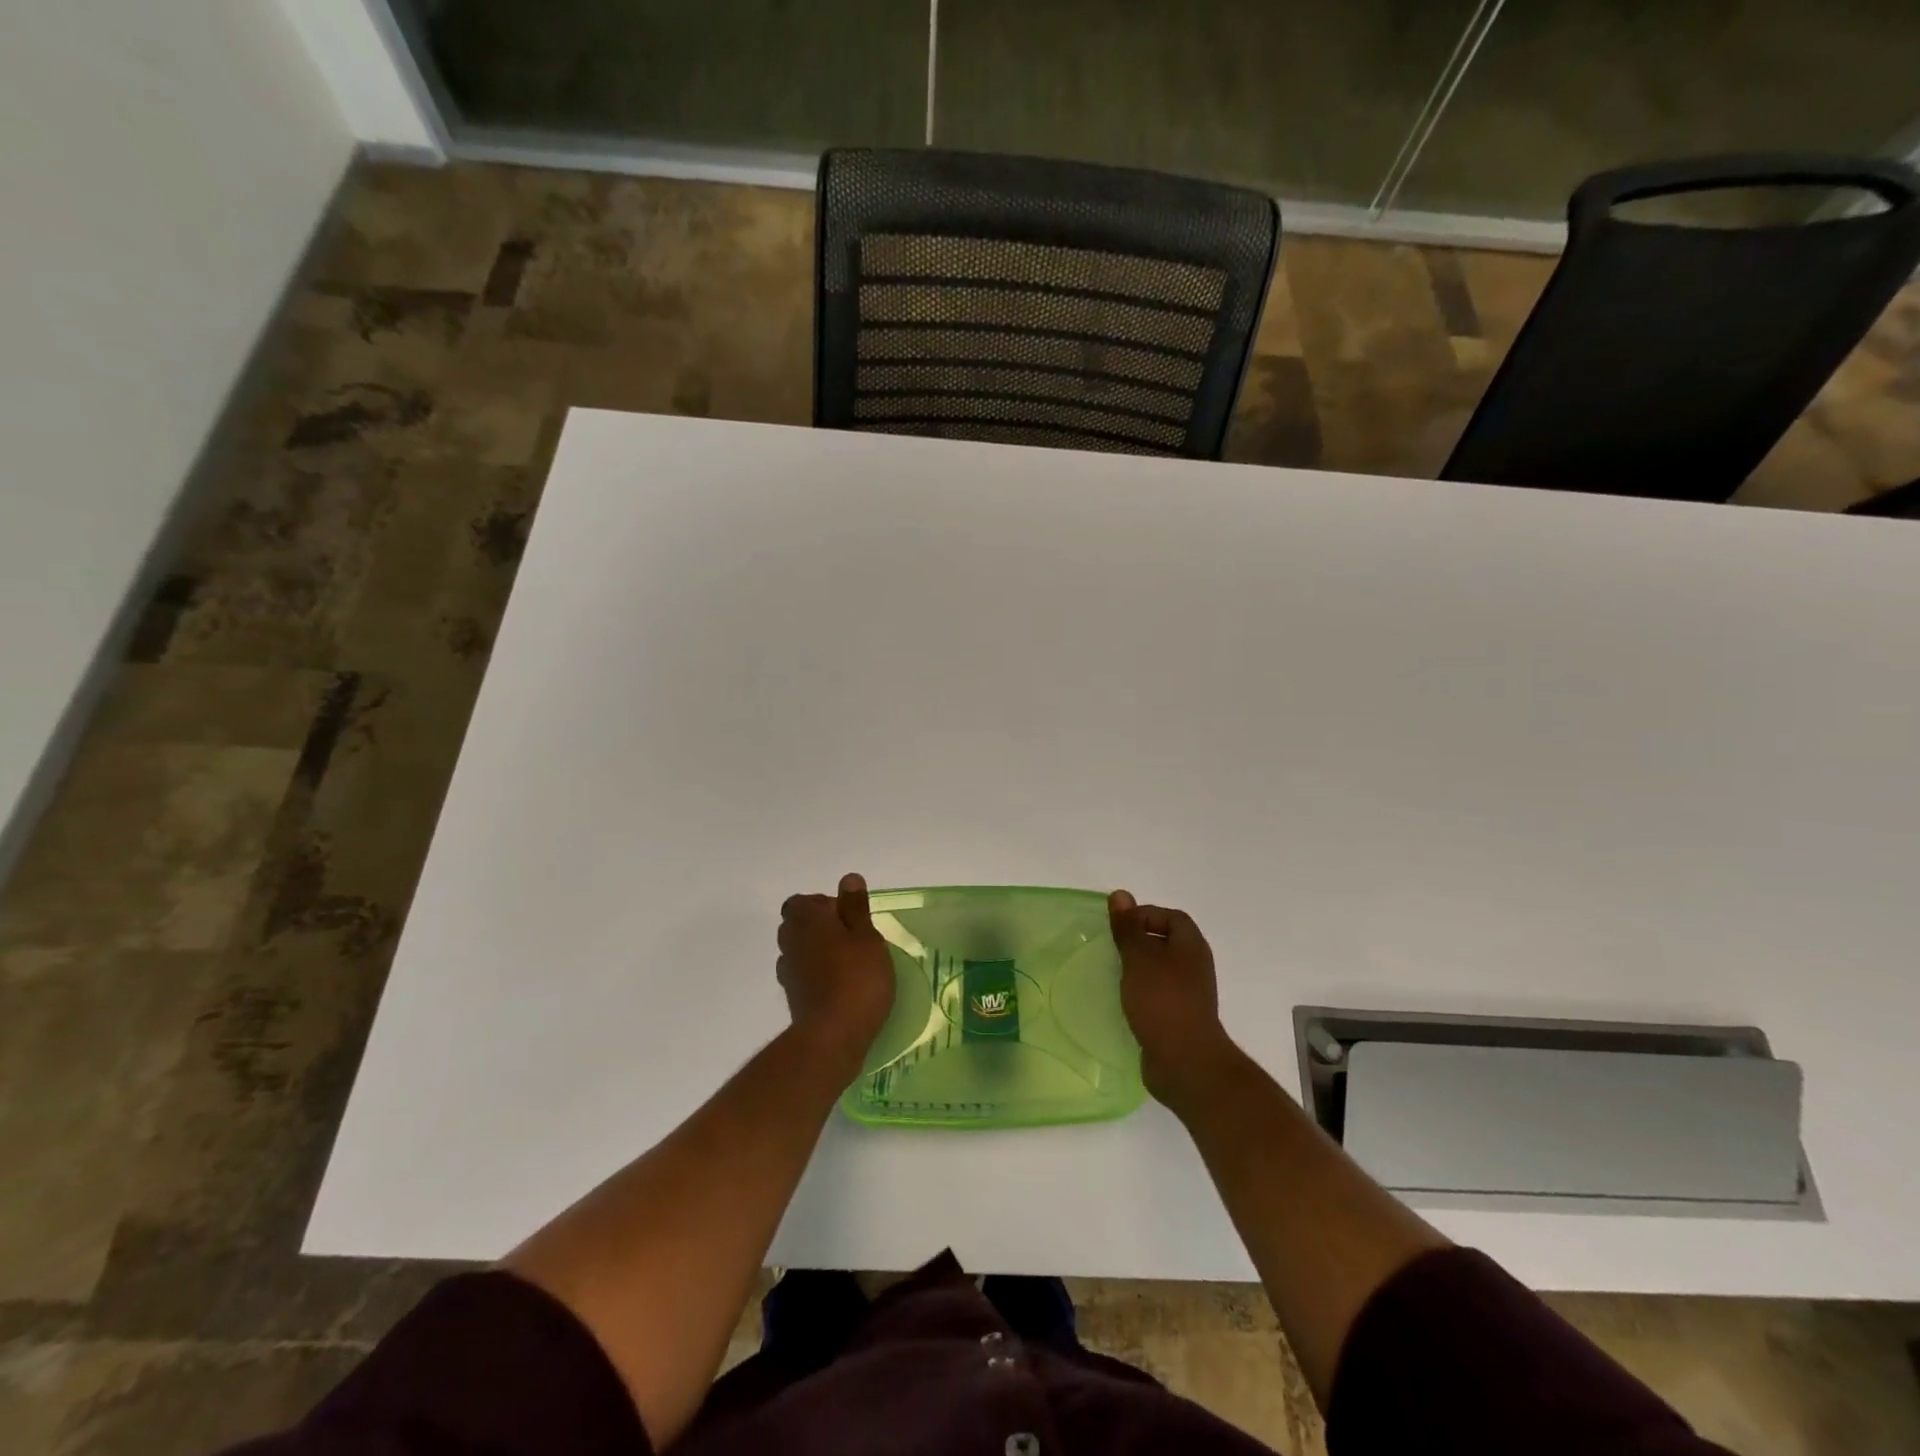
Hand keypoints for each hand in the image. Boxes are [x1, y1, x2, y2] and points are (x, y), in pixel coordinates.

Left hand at [778, 873, 896, 1066]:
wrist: (832, 1037)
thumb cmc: (856, 978)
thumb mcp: (867, 937)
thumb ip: (856, 907)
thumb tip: (848, 879)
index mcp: (807, 921)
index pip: (801, 902)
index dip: (823, 904)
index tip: (848, 916)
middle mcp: (791, 942)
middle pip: (797, 924)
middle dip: (820, 926)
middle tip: (852, 937)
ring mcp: (788, 972)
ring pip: (799, 950)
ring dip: (817, 950)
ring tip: (848, 961)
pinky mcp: (794, 998)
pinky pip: (802, 974)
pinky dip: (816, 973)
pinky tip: (840, 984)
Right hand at [1109, 891, 1240, 1111]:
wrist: (1185, 1062)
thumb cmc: (1162, 1001)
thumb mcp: (1139, 958)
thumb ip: (1128, 927)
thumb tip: (1121, 894)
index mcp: (1191, 946)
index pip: (1171, 916)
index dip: (1145, 915)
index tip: (1120, 928)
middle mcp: (1194, 966)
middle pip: (1166, 942)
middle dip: (1138, 942)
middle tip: (1112, 949)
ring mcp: (1189, 994)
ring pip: (1161, 970)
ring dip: (1138, 969)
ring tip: (1113, 974)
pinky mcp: (1179, 1018)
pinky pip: (1158, 995)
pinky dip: (1141, 993)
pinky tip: (1123, 1002)